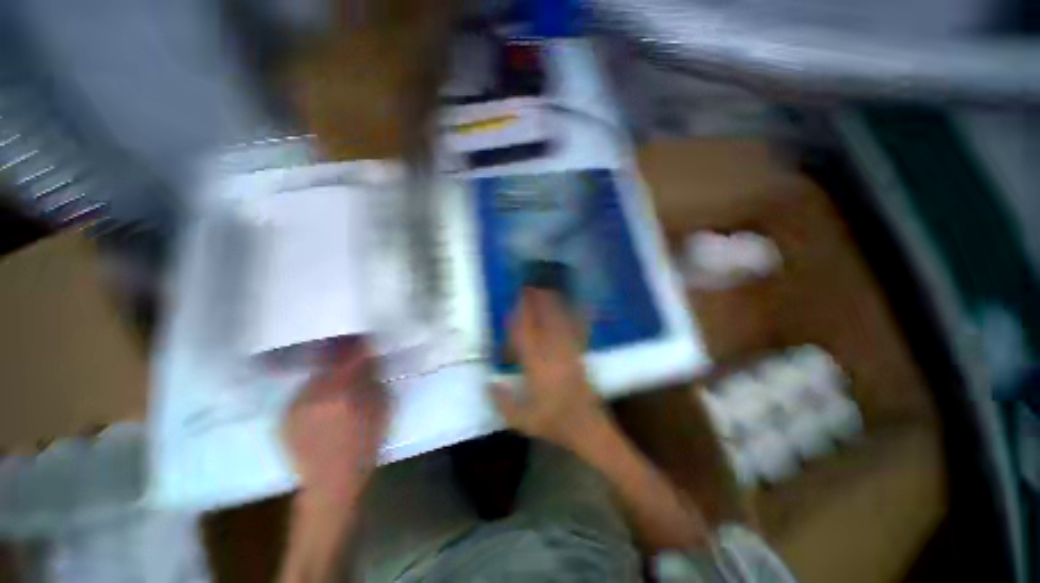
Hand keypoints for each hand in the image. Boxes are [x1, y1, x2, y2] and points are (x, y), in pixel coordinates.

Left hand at [282, 341, 388, 506]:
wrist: (331, 482)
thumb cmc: (365, 444)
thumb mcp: (381, 408)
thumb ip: (372, 379)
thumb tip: (367, 357)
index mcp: (342, 391)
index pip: (350, 355)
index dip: (358, 344)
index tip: (365, 339)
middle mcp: (313, 394)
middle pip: (328, 361)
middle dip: (340, 354)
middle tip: (350, 353)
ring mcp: (294, 405)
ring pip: (313, 376)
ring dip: (326, 372)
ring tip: (335, 376)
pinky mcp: (283, 416)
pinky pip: (302, 392)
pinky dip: (313, 389)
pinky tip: (322, 399)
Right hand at [491, 289, 607, 448]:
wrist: (587, 429)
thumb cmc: (554, 424)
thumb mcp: (522, 420)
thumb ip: (502, 402)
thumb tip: (488, 383)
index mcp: (536, 368)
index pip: (525, 335)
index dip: (520, 316)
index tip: (516, 302)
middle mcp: (552, 355)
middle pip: (543, 323)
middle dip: (537, 303)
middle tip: (531, 286)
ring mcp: (569, 353)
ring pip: (560, 324)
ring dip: (553, 305)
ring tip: (548, 289)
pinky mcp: (580, 357)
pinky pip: (578, 333)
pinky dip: (579, 318)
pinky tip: (582, 307)